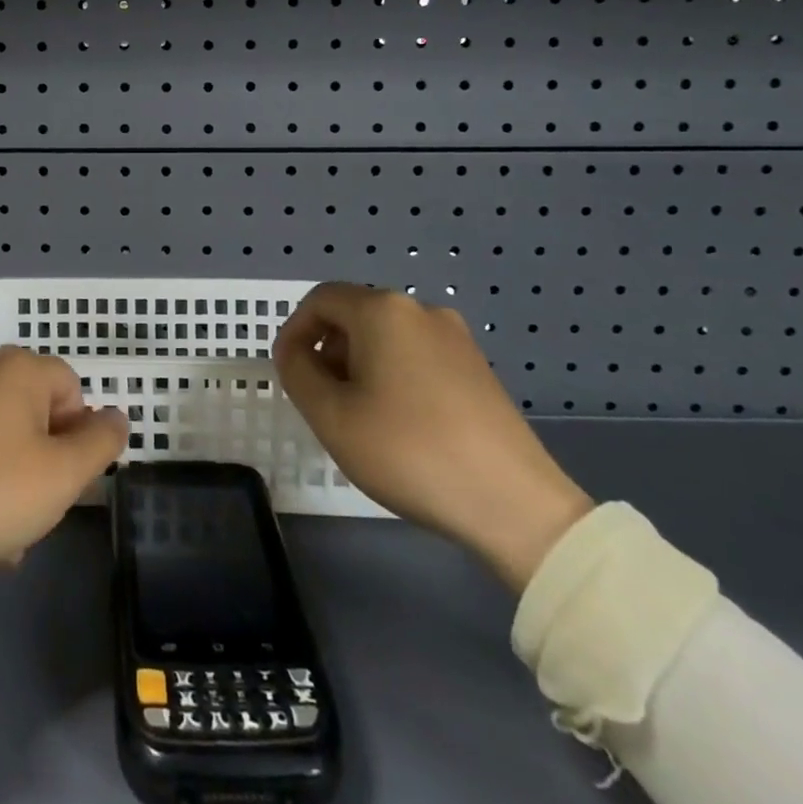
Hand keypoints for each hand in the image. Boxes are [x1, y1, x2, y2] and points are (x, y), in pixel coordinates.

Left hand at [0, 346, 128, 595]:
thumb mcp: (61, 476)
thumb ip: (100, 442)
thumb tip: (116, 416)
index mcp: (19, 368)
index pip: (72, 388)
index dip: (77, 435)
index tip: (63, 479)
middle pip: (33, 413)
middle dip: (42, 462)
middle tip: (33, 511)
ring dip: (9, 480)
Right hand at [275, 283, 593, 595]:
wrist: (514, 504)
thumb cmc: (409, 452)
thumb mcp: (332, 416)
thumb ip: (298, 373)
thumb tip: (295, 352)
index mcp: (383, 311)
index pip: (321, 299)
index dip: (295, 330)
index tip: (287, 371)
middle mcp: (421, 310)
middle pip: (355, 315)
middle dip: (328, 350)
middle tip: (321, 400)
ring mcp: (456, 338)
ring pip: (387, 337)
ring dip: (360, 365)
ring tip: (358, 417)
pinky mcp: (478, 367)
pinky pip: (417, 355)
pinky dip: (393, 376)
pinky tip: (398, 424)